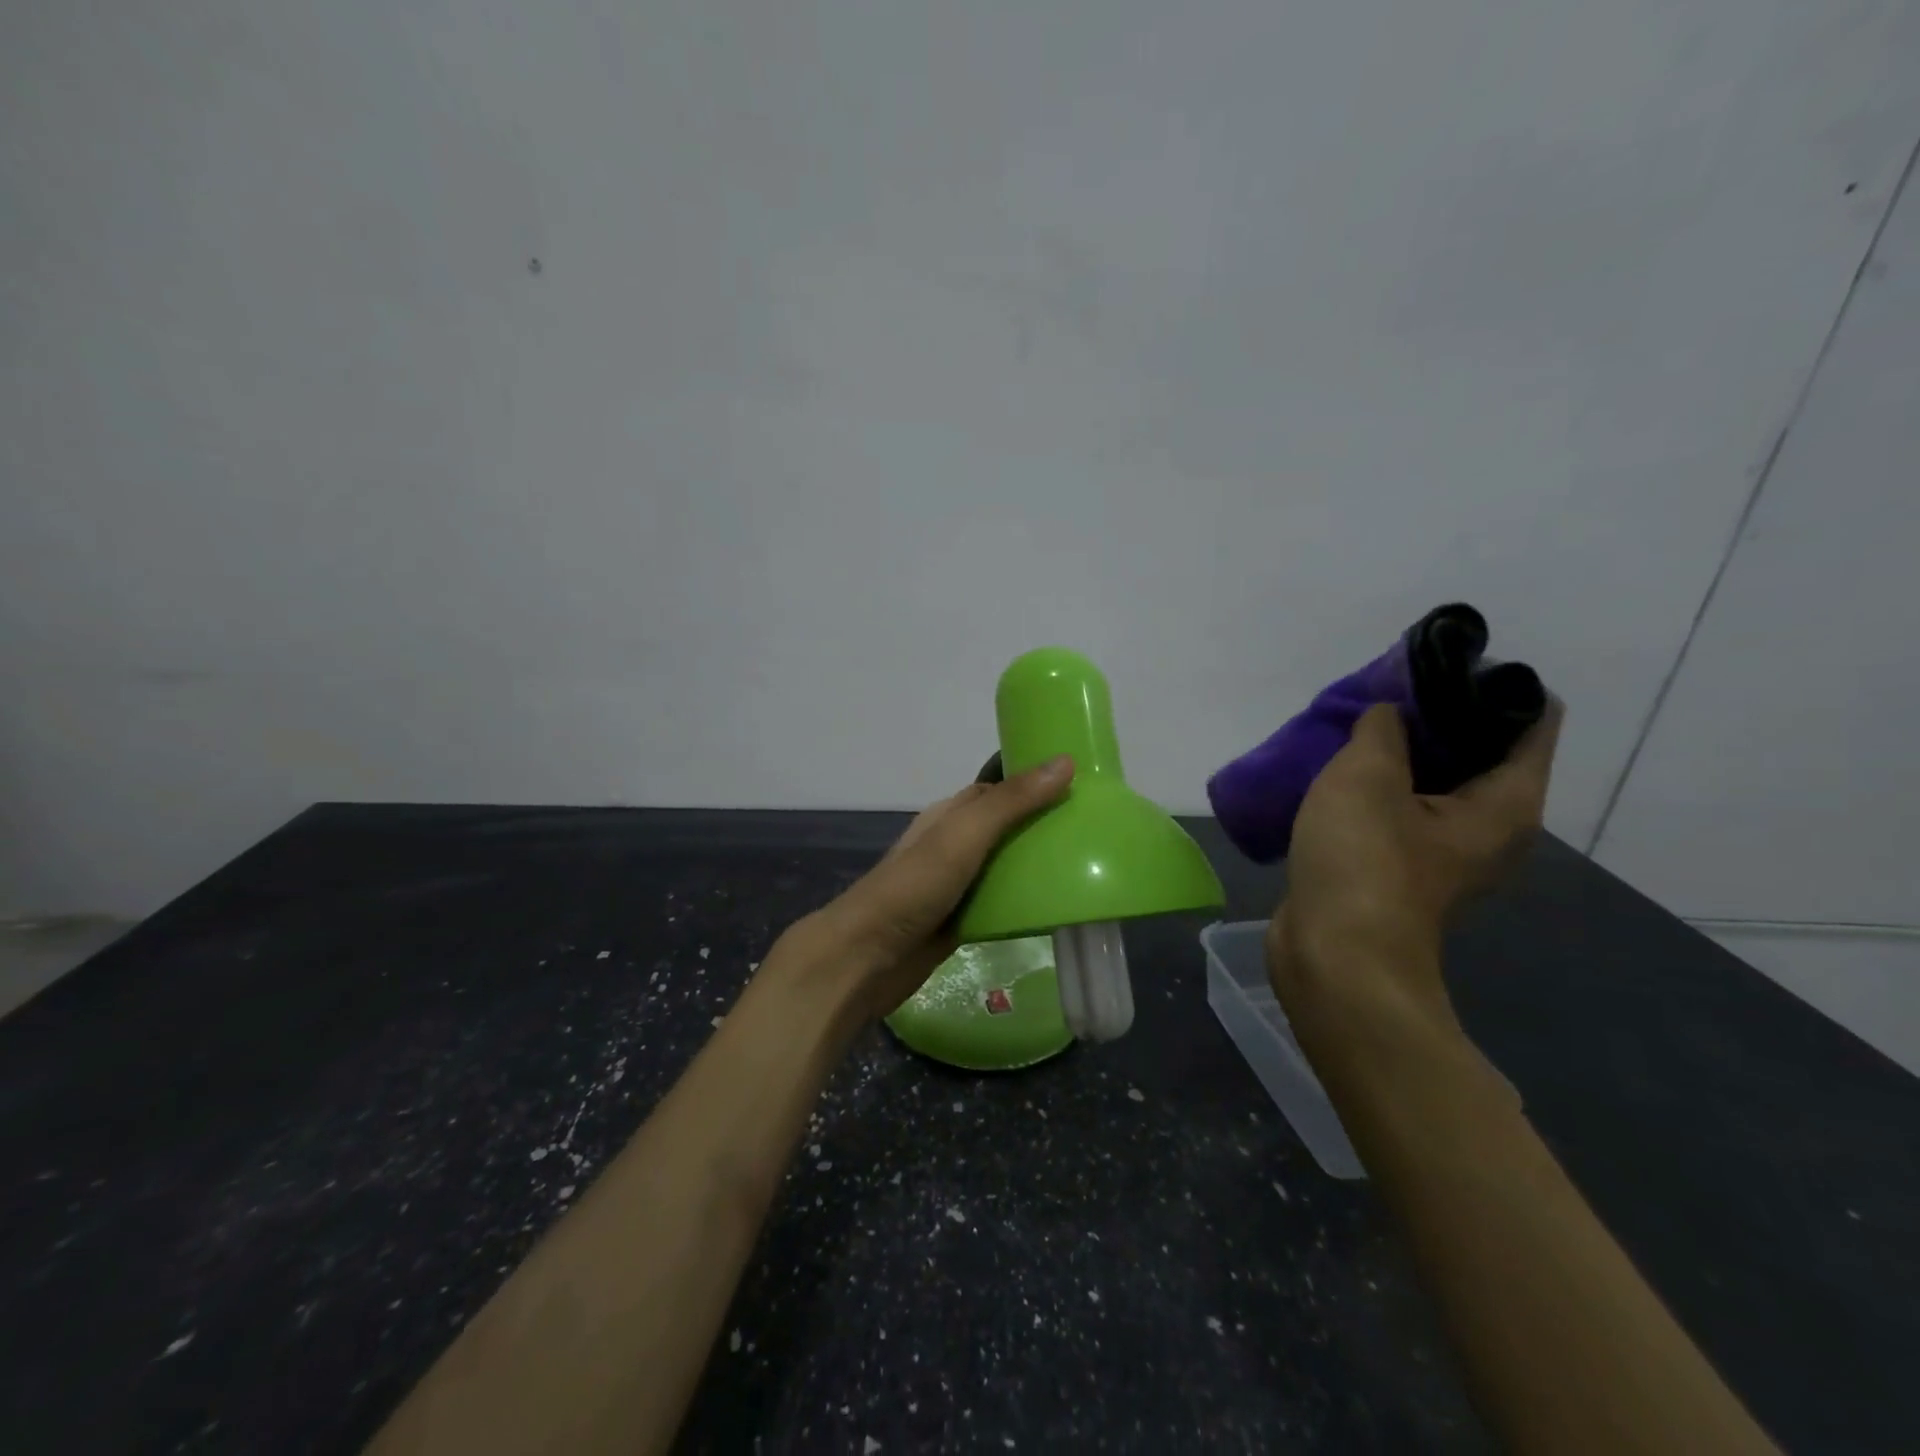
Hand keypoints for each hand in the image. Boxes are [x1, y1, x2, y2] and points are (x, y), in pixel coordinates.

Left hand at [814, 756, 1074, 1019]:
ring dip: (1037, 868)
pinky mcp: (961, 920)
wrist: (868, 957)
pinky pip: (1000, 905)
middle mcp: (954, 845)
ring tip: (1088, 868)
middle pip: (1006, 829)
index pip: (998, 790)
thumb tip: (1065, 762)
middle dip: (1043, 828)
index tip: (1081, 786)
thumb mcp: (965, 834)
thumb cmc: (915, 885)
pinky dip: (1024, 904)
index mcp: (950, 815)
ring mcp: (956, 884)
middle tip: (1094, 832)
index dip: (1035, 784)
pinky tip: (1057, 909)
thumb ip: (1012, 802)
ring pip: (1005, 868)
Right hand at [1267, 699, 1562, 1031]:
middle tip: (1384, 692)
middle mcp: (1490, 827)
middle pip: (1480, 748)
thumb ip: (1381, 729)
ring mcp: (1443, 851)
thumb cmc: (1363, 862)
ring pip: (1433, 780)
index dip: (1489, 683)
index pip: (1531, 718)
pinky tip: (1335, 771)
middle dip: (1435, 714)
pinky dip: (1376, 786)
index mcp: (1506, 803)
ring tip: (1354, 724)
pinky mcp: (1400, 868)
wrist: (1333, 954)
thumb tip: (1387, 713)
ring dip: (1398, 751)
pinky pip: (1399, 808)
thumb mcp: (1367, 776)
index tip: (1436, 665)